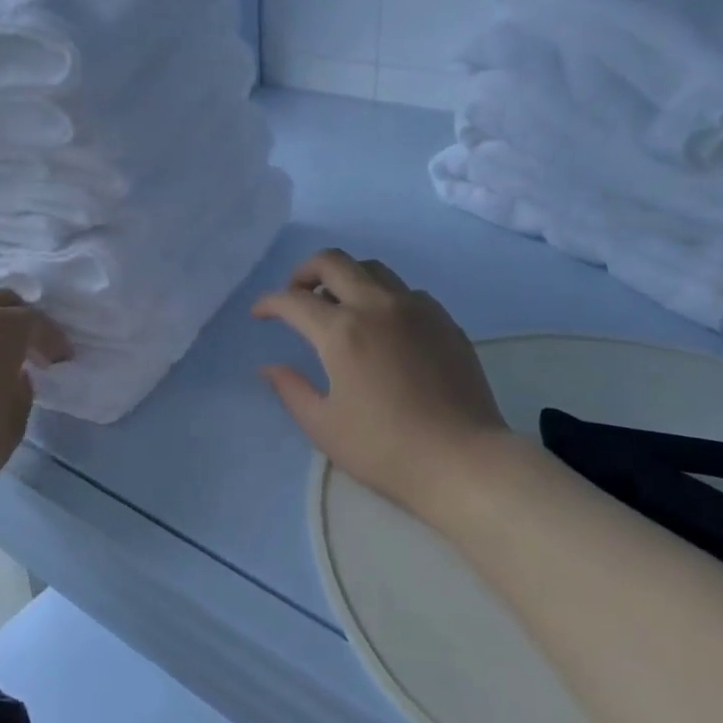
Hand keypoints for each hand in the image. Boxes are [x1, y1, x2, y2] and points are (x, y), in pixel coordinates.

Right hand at [252, 249, 511, 520]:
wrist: (462, 460)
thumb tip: (269, 367)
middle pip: (333, 261)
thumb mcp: (324, 426)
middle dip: (304, 270)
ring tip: (337, 306)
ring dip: (345, 278)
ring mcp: (416, 308)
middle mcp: (378, 306)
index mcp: (343, 331)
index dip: (269, 303)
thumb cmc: (384, 449)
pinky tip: (382, 326)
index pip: (294, 301)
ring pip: (372, 268)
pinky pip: (405, 291)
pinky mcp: (444, 320)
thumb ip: (290, 389)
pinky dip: (381, 296)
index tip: (259, 313)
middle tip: (296, 295)